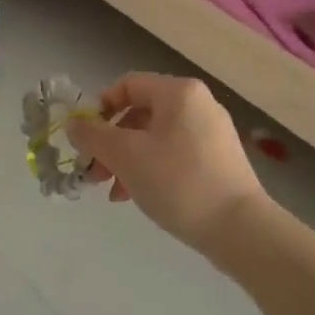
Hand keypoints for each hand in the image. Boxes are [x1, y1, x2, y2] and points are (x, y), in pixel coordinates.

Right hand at [68, 73, 265, 257]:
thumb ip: (93, 136)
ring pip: (154, 137)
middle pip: (139, 113)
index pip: (127, 84)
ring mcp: (211, 133)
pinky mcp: (218, 160)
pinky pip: (173, 154)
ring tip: (113, 192)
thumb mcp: (126, 156)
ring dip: (127, 160)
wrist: (239, 229)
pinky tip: (137, 196)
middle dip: (111, 143)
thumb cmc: (178, 181)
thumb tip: (74, 124)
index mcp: (178, 92)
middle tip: (94, 173)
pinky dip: (151, 169)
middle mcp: (198, 104)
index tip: (86, 139)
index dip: (100, 108)